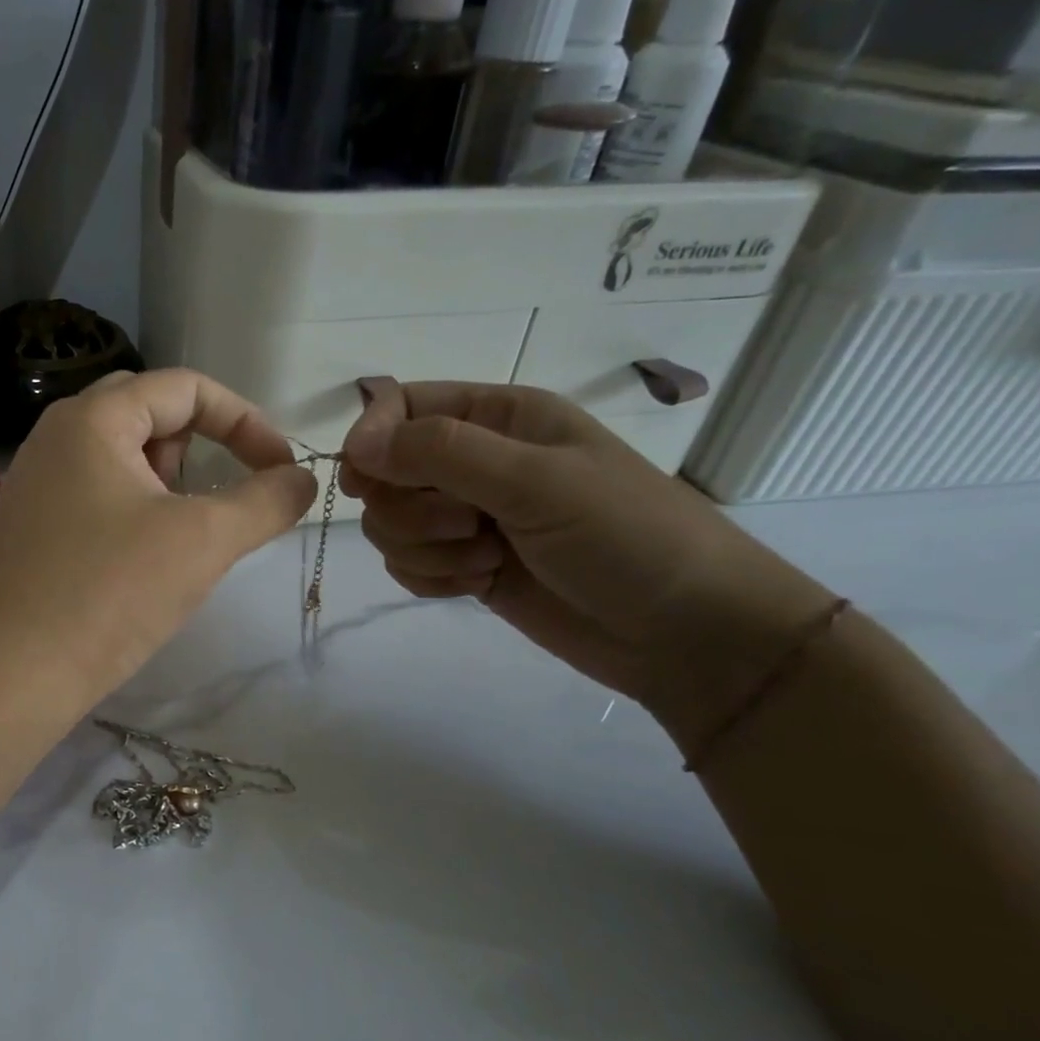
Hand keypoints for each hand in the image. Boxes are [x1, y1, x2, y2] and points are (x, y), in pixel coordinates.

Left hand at [0, 369, 316, 707]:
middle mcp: (57, 437)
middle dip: (202, 450)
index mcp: (92, 419)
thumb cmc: (109, 593)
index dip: (245, 421)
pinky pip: (99, 495)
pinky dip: (137, 512)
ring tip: (180, 539)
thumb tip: (302, 479)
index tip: (281, 470)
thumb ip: (265, 501)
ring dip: (170, 486)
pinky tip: (142, 563)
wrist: (10, 676)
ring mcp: (38, 483)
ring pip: (124, 459)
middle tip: (215, 504)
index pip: (185, 388)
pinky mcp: (33, 527)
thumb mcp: (203, 540)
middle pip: (151, 415)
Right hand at [342, 378, 835, 752]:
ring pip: (391, 524)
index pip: (401, 407)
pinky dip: (432, 577)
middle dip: (410, 508)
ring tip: (486, 558)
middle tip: (467, 524)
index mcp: (499, 417)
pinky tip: (478, 584)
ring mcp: (469, 518)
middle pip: (386, 473)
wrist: (686, 633)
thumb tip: (354, 443)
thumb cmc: (626, 536)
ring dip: (426, 548)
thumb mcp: (536, 480)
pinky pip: (408, 564)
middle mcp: (476, 461)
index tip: (366, 479)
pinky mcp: (466, 565)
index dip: (373, 438)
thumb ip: (440, 453)